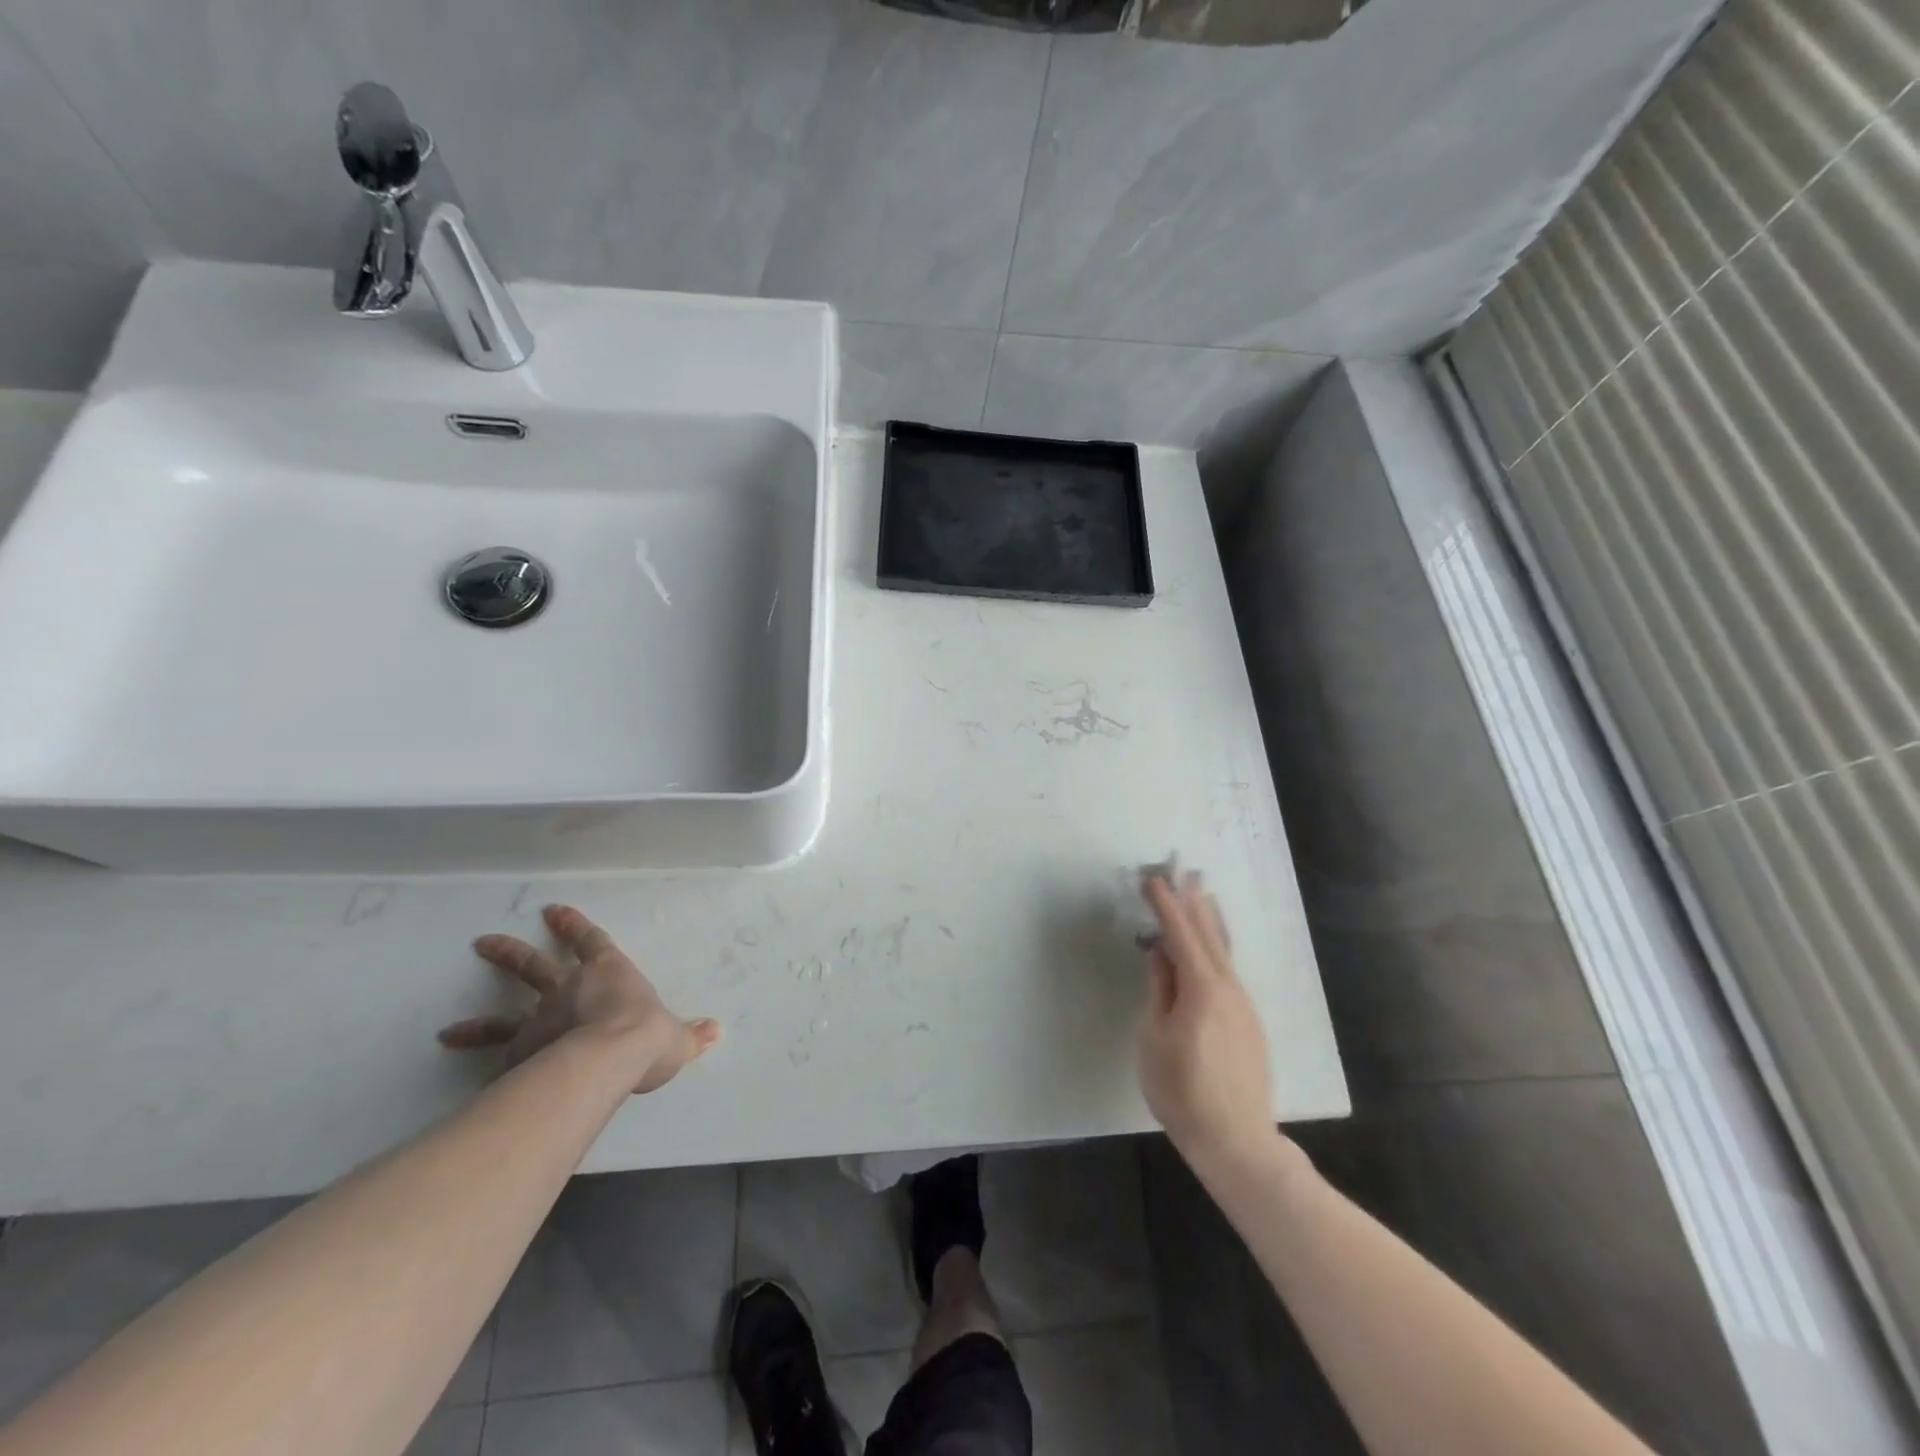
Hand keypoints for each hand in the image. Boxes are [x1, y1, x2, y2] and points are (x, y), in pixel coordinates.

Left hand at [439, 904, 719, 1093]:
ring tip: (447, 1030)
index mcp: (610, 973)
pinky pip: (497, 1053)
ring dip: (477, 1019)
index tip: (552, 912)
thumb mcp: (676, 1038)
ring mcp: (541, 1018)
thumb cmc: (646, 1036)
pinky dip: (479, 1058)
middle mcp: (570, 988)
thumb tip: (716, 1031)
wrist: (608, 1058)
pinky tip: (462, 1067)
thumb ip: (691, 1035)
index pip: (591, 941)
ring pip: (504, 1013)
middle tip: (483, 943)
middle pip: (535, 966)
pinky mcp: (521, 1050)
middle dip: (511, 953)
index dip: (574, 926)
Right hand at [1139, 872, 1276, 1170]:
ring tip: (1203, 892)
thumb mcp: (1154, 1038)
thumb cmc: (1182, 1091)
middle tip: (1181, 870)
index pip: (1180, 934)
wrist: (1237, 1140)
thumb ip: (1159, 990)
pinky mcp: (1248, 1021)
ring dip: (1210, 919)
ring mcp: (1243, 1004)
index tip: (1152, 878)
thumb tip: (1160, 952)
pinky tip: (1212, 945)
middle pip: (1208, 934)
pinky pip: (1229, 969)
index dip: (1166, 904)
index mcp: (1201, 988)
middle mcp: (1228, 987)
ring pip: (1224, 950)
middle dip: (1192, 901)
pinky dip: (1217, 945)